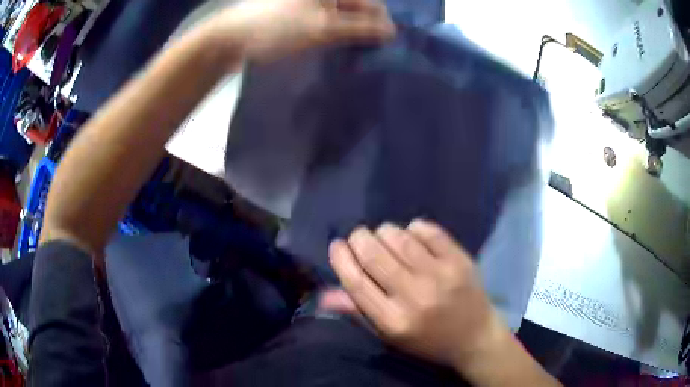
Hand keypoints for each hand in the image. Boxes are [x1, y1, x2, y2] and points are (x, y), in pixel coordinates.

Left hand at [203, 0, 395, 62]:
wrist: (230, 39)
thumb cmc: (275, 29)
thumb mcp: (321, 28)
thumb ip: (360, 28)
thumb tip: (392, 32)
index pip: (370, 3)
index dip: (380, 25)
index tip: (385, 49)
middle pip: (356, 10)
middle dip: (365, 30)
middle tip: (369, 54)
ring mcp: (310, 4)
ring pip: (341, 18)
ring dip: (350, 35)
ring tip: (355, 55)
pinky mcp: (299, 15)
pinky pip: (326, 23)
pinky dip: (334, 36)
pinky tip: (336, 50)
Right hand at [329, 220, 507, 370]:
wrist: (475, 337)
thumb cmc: (428, 341)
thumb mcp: (390, 337)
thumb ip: (358, 313)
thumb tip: (324, 294)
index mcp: (393, 321)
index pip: (356, 282)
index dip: (341, 258)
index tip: (337, 245)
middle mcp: (414, 296)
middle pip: (374, 255)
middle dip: (359, 239)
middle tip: (359, 238)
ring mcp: (440, 275)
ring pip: (398, 238)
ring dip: (384, 232)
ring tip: (384, 237)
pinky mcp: (459, 260)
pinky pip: (427, 231)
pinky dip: (414, 228)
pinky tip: (412, 235)